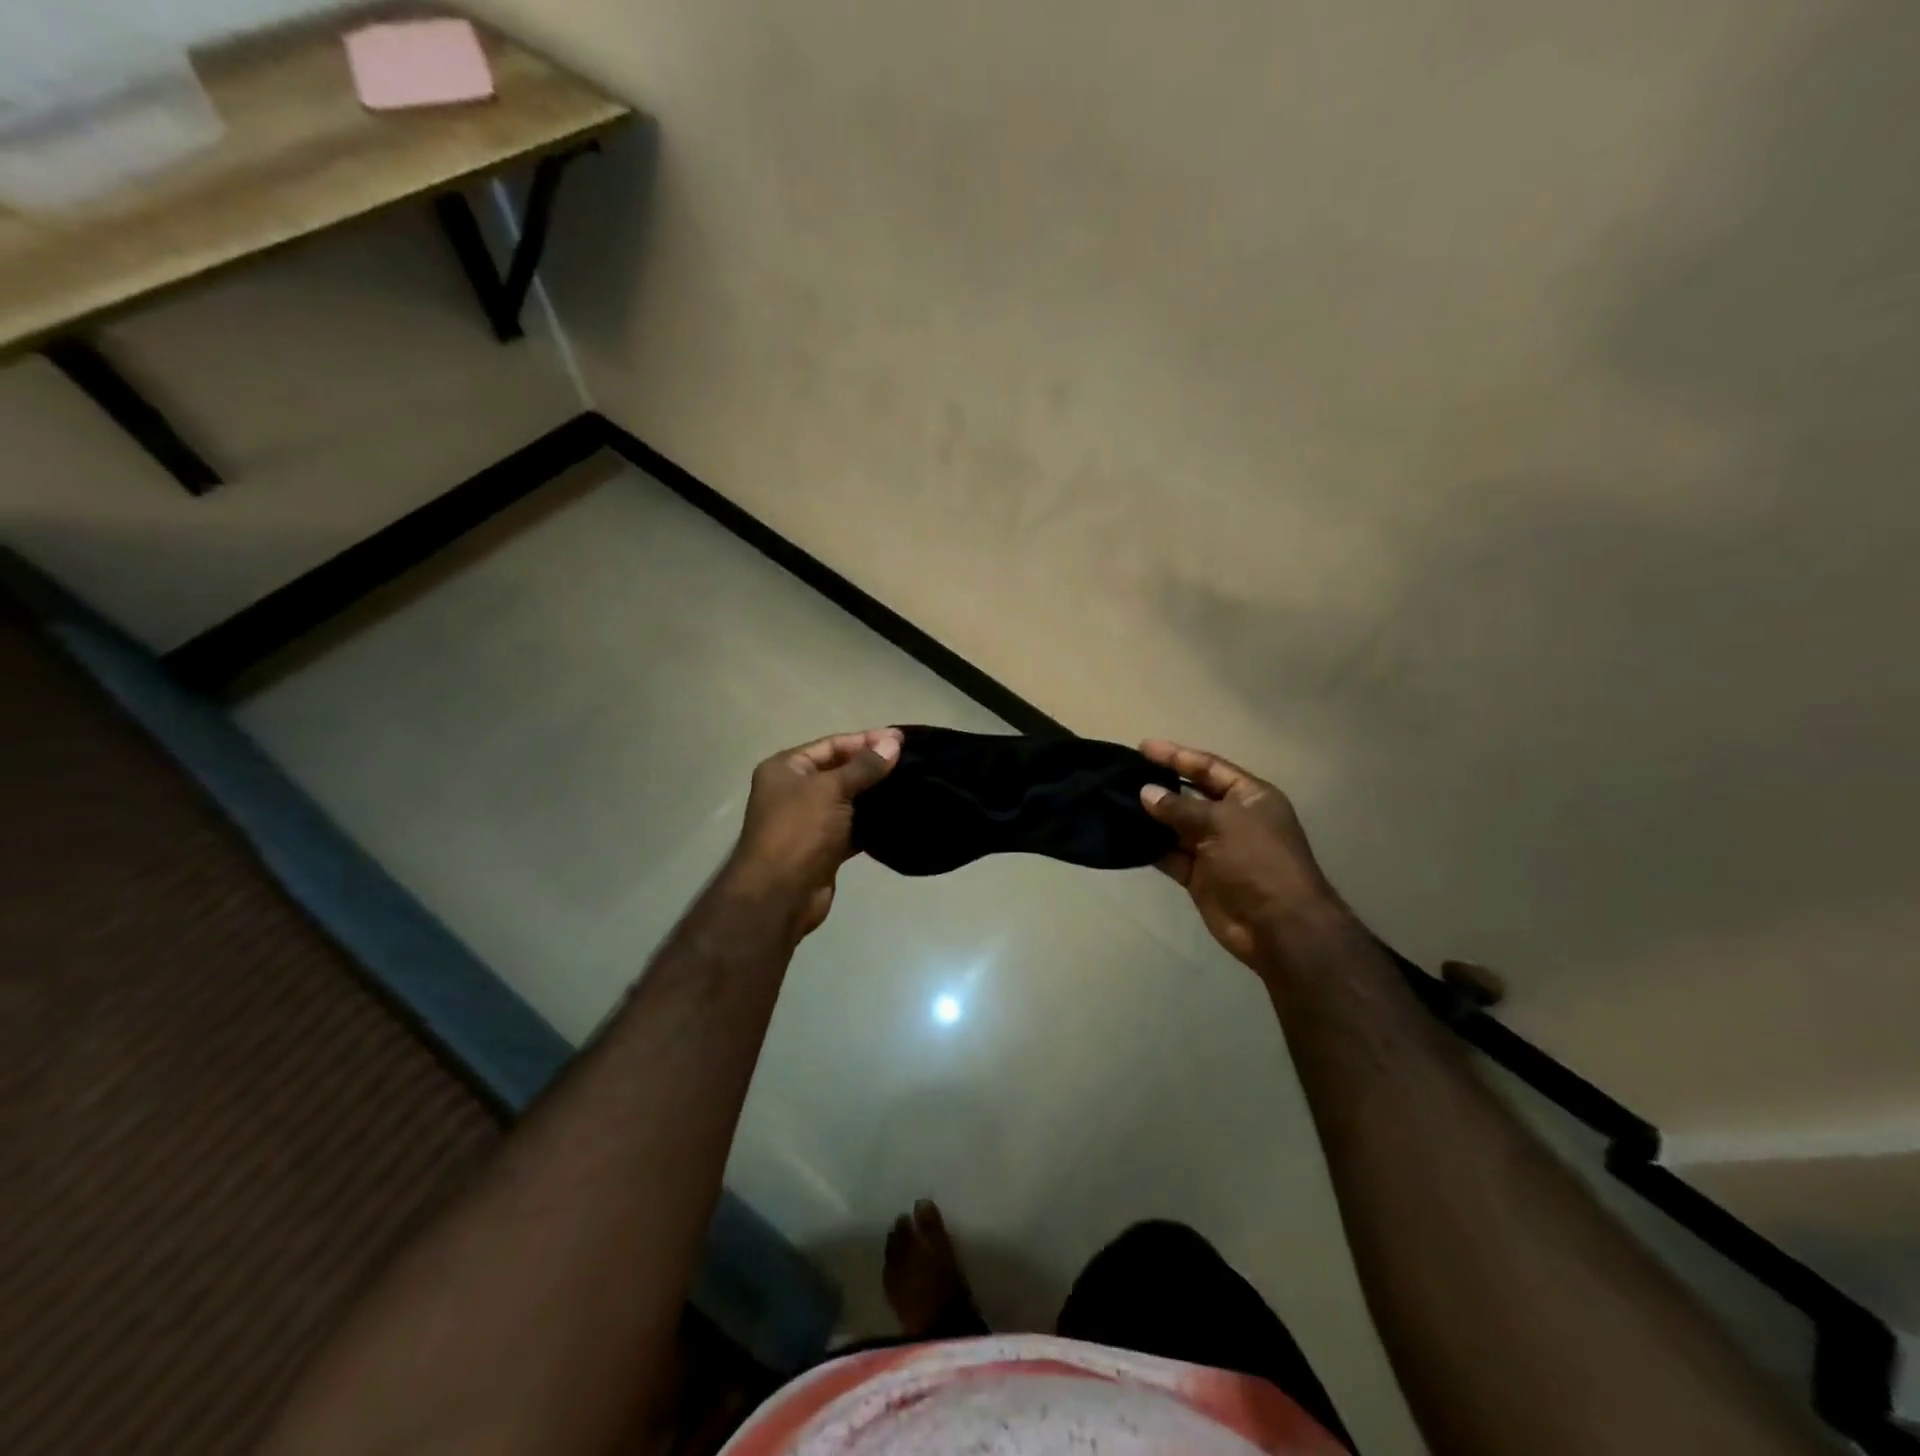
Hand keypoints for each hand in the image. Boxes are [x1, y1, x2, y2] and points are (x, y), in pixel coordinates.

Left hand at [724, 728, 901, 938]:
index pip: (832, 745)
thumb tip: (894, 741)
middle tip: (913, 762)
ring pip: (849, 800)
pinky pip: (853, 827)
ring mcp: (809, 821)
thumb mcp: (831, 789)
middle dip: (873, 767)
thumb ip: (864, 766)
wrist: (780, 895)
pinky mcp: (824, 848)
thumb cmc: (799, 831)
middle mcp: (795, 791)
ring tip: (913, 785)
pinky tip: (899, 815)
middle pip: (840, 771)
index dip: (866, 740)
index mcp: (786, 768)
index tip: (902, 739)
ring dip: (875, 795)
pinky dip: (872, 822)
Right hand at [1138, 740, 1350, 972]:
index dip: (1177, 756)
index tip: (1143, 747)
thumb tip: (1146, 792)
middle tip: (1123, 774)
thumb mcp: (1221, 823)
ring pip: (1176, 826)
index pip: (1208, 767)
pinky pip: (1170, 855)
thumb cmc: (1257, 861)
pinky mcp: (1199, 876)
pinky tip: (1125, 836)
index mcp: (1249, 797)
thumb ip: (1180, 807)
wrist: (1278, 925)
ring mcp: (1215, 849)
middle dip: (1160, 785)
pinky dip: (1150, 847)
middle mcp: (1232, 819)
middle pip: (1190, 795)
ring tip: (1115, 802)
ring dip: (1151, 817)